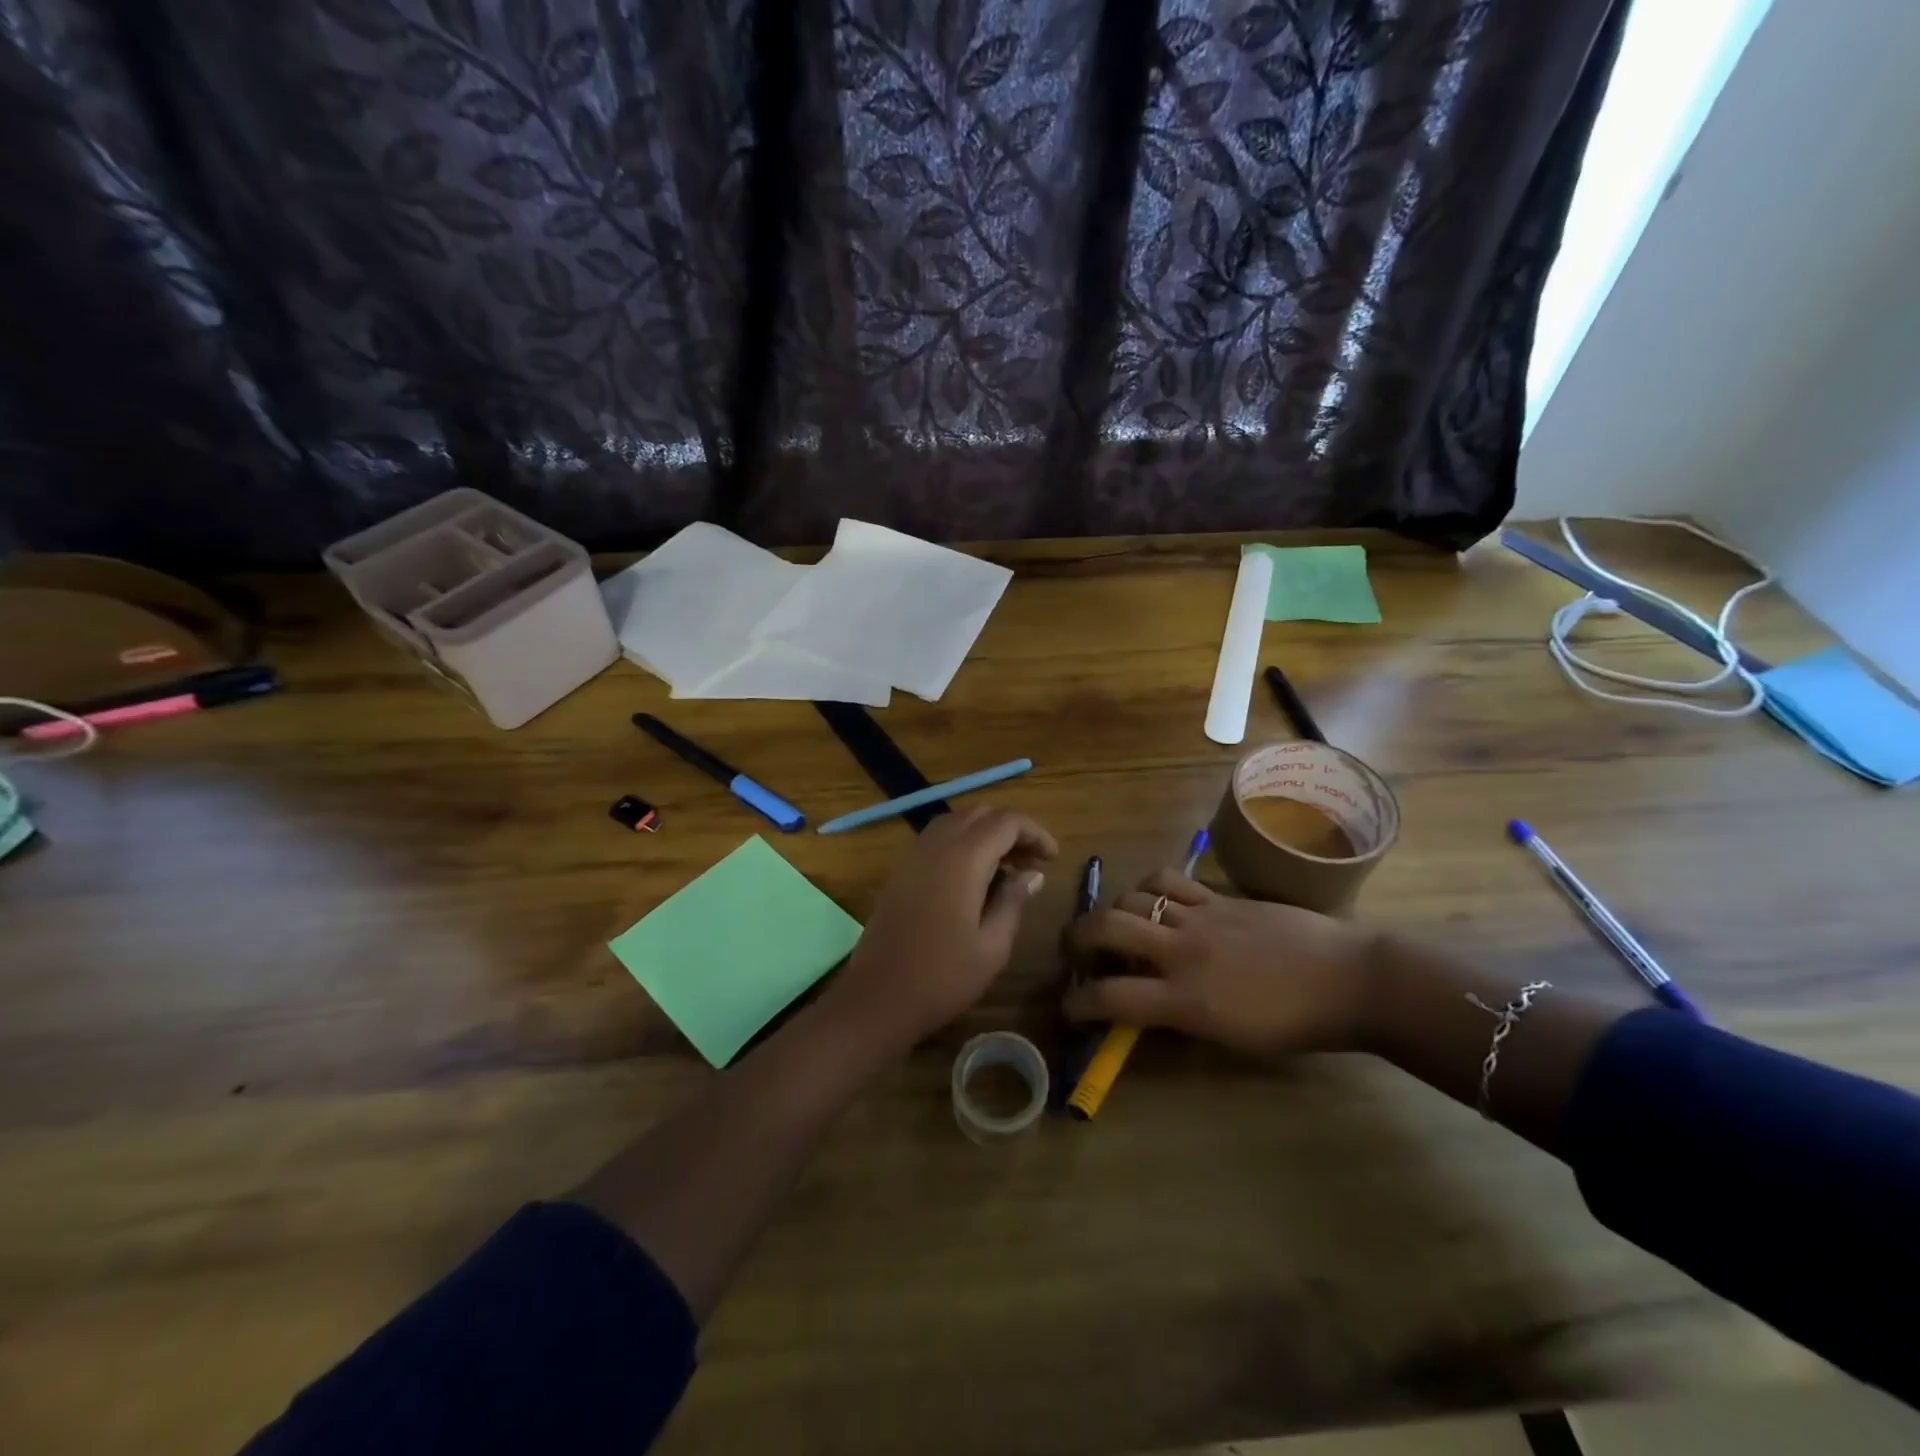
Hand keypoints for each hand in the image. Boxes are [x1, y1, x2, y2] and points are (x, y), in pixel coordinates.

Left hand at [822, 806, 1057, 1054]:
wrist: (876, 997)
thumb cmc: (941, 977)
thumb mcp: (992, 946)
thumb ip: (1014, 902)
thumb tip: (1033, 875)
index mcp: (963, 859)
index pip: (1005, 822)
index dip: (1034, 833)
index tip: (1053, 858)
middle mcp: (936, 846)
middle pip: (979, 814)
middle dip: (1011, 830)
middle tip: (1031, 863)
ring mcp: (913, 857)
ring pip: (955, 823)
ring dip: (985, 834)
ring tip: (1006, 869)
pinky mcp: (900, 872)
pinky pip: (937, 840)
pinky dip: (962, 844)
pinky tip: (973, 880)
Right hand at [1061, 868, 1380, 1055]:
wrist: (1349, 979)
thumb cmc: (1294, 1024)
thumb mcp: (1229, 1038)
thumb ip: (1179, 1017)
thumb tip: (1144, 1006)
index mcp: (1185, 1000)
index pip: (1110, 997)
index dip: (1078, 1003)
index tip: (1070, 1007)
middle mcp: (1182, 952)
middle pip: (1107, 927)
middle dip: (1077, 938)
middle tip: (1076, 952)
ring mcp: (1200, 916)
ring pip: (1132, 897)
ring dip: (1113, 912)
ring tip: (1117, 926)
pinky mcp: (1218, 896)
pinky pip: (1168, 880)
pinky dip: (1148, 888)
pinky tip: (1154, 900)